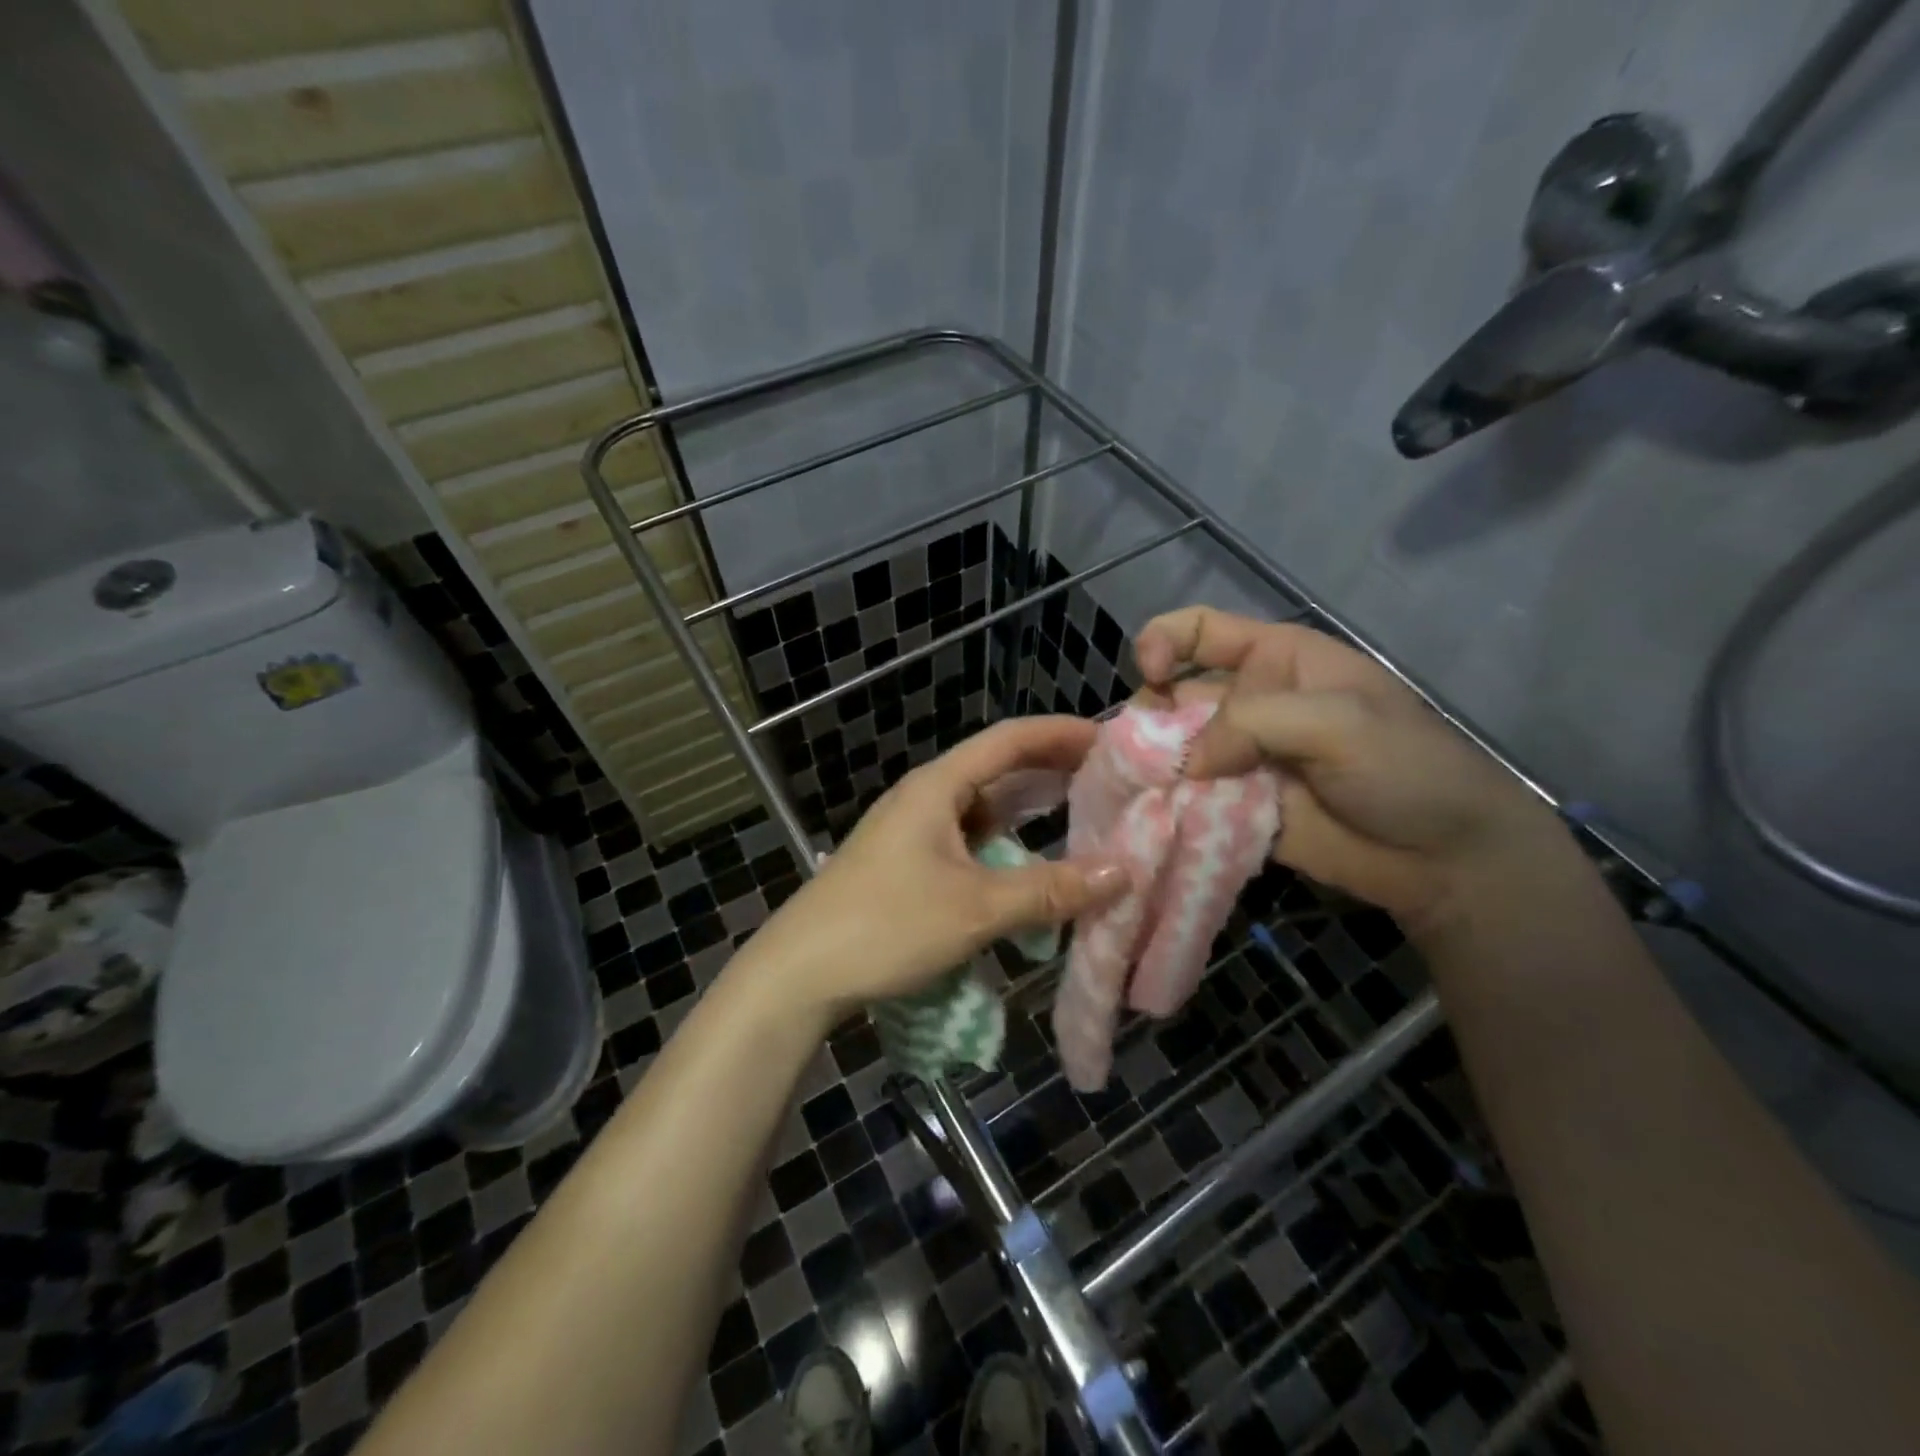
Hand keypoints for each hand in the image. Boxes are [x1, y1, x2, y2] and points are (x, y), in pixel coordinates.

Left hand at [734, 716, 1126, 1023]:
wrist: (799, 972)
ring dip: (1029, 810)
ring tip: (1082, 814)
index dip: (1061, 733)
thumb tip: (1122, 872)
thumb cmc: (886, 925)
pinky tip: (1029, 865)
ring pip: (983, 808)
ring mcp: (913, 831)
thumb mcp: (975, 908)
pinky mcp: (908, 864)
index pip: (1009, 739)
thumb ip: (1049, 890)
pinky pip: (969, 841)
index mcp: (938, 786)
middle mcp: (925, 798)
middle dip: (1052, 770)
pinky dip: (1005, 845)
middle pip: (997, 768)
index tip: (1111, 739)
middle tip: (1109, 779)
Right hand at [1134, 607, 1573, 934]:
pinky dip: (1164, 806)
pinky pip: (1186, 801)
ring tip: (1137, 787)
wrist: (1445, 859)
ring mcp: (1239, 760)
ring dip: (1150, 766)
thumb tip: (1185, 763)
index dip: (1163, 640)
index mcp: (1275, 661)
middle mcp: (1248, 704)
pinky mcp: (1234, 809)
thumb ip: (1254, 724)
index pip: (1200, 631)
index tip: (1151, 674)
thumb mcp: (1339, 723)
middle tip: (1142, 753)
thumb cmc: (1405, 768)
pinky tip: (1150, 817)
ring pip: (1172, 751)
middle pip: (1173, 694)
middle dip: (1149, 718)